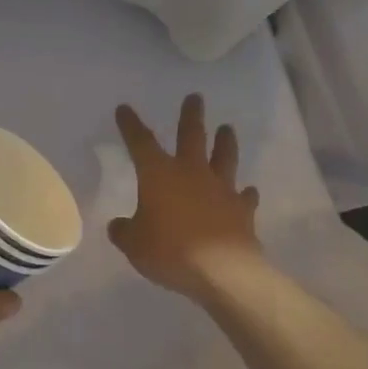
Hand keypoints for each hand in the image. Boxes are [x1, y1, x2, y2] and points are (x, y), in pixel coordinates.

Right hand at [109, 95, 262, 299]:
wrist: (222, 271)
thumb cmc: (169, 251)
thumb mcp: (133, 245)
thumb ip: (124, 231)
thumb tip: (120, 225)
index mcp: (159, 175)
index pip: (140, 142)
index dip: (131, 125)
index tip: (125, 109)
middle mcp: (191, 173)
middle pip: (191, 136)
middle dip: (191, 115)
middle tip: (195, 97)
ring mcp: (221, 189)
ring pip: (224, 157)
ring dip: (225, 142)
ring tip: (227, 128)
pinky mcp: (242, 210)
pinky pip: (244, 197)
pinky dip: (244, 194)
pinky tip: (247, 191)